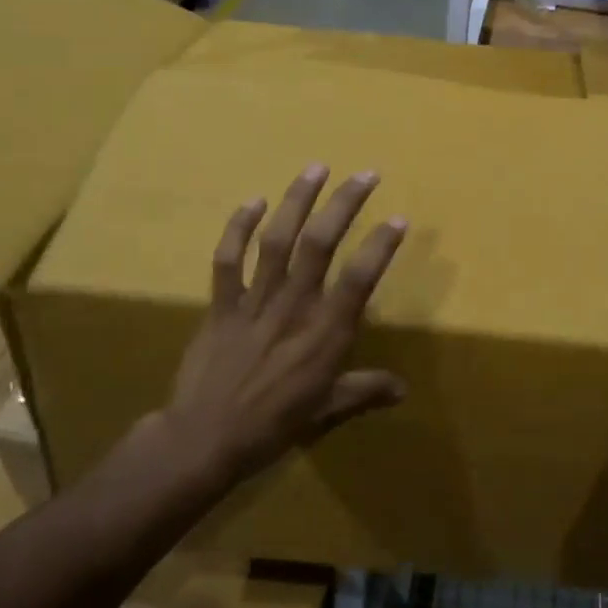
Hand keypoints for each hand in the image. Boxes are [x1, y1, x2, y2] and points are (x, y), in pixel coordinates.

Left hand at [154, 164, 408, 493]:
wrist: (203, 439)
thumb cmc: (272, 425)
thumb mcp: (326, 411)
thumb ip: (365, 391)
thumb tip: (403, 390)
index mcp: (324, 333)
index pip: (359, 278)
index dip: (380, 246)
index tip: (399, 218)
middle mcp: (293, 306)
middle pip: (320, 243)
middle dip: (344, 204)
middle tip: (365, 174)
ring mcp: (254, 300)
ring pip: (277, 239)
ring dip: (297, 200)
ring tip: (316, 168)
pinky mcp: (222, 303)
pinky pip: (229, 258)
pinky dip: (238, 227)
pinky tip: (254, 201)